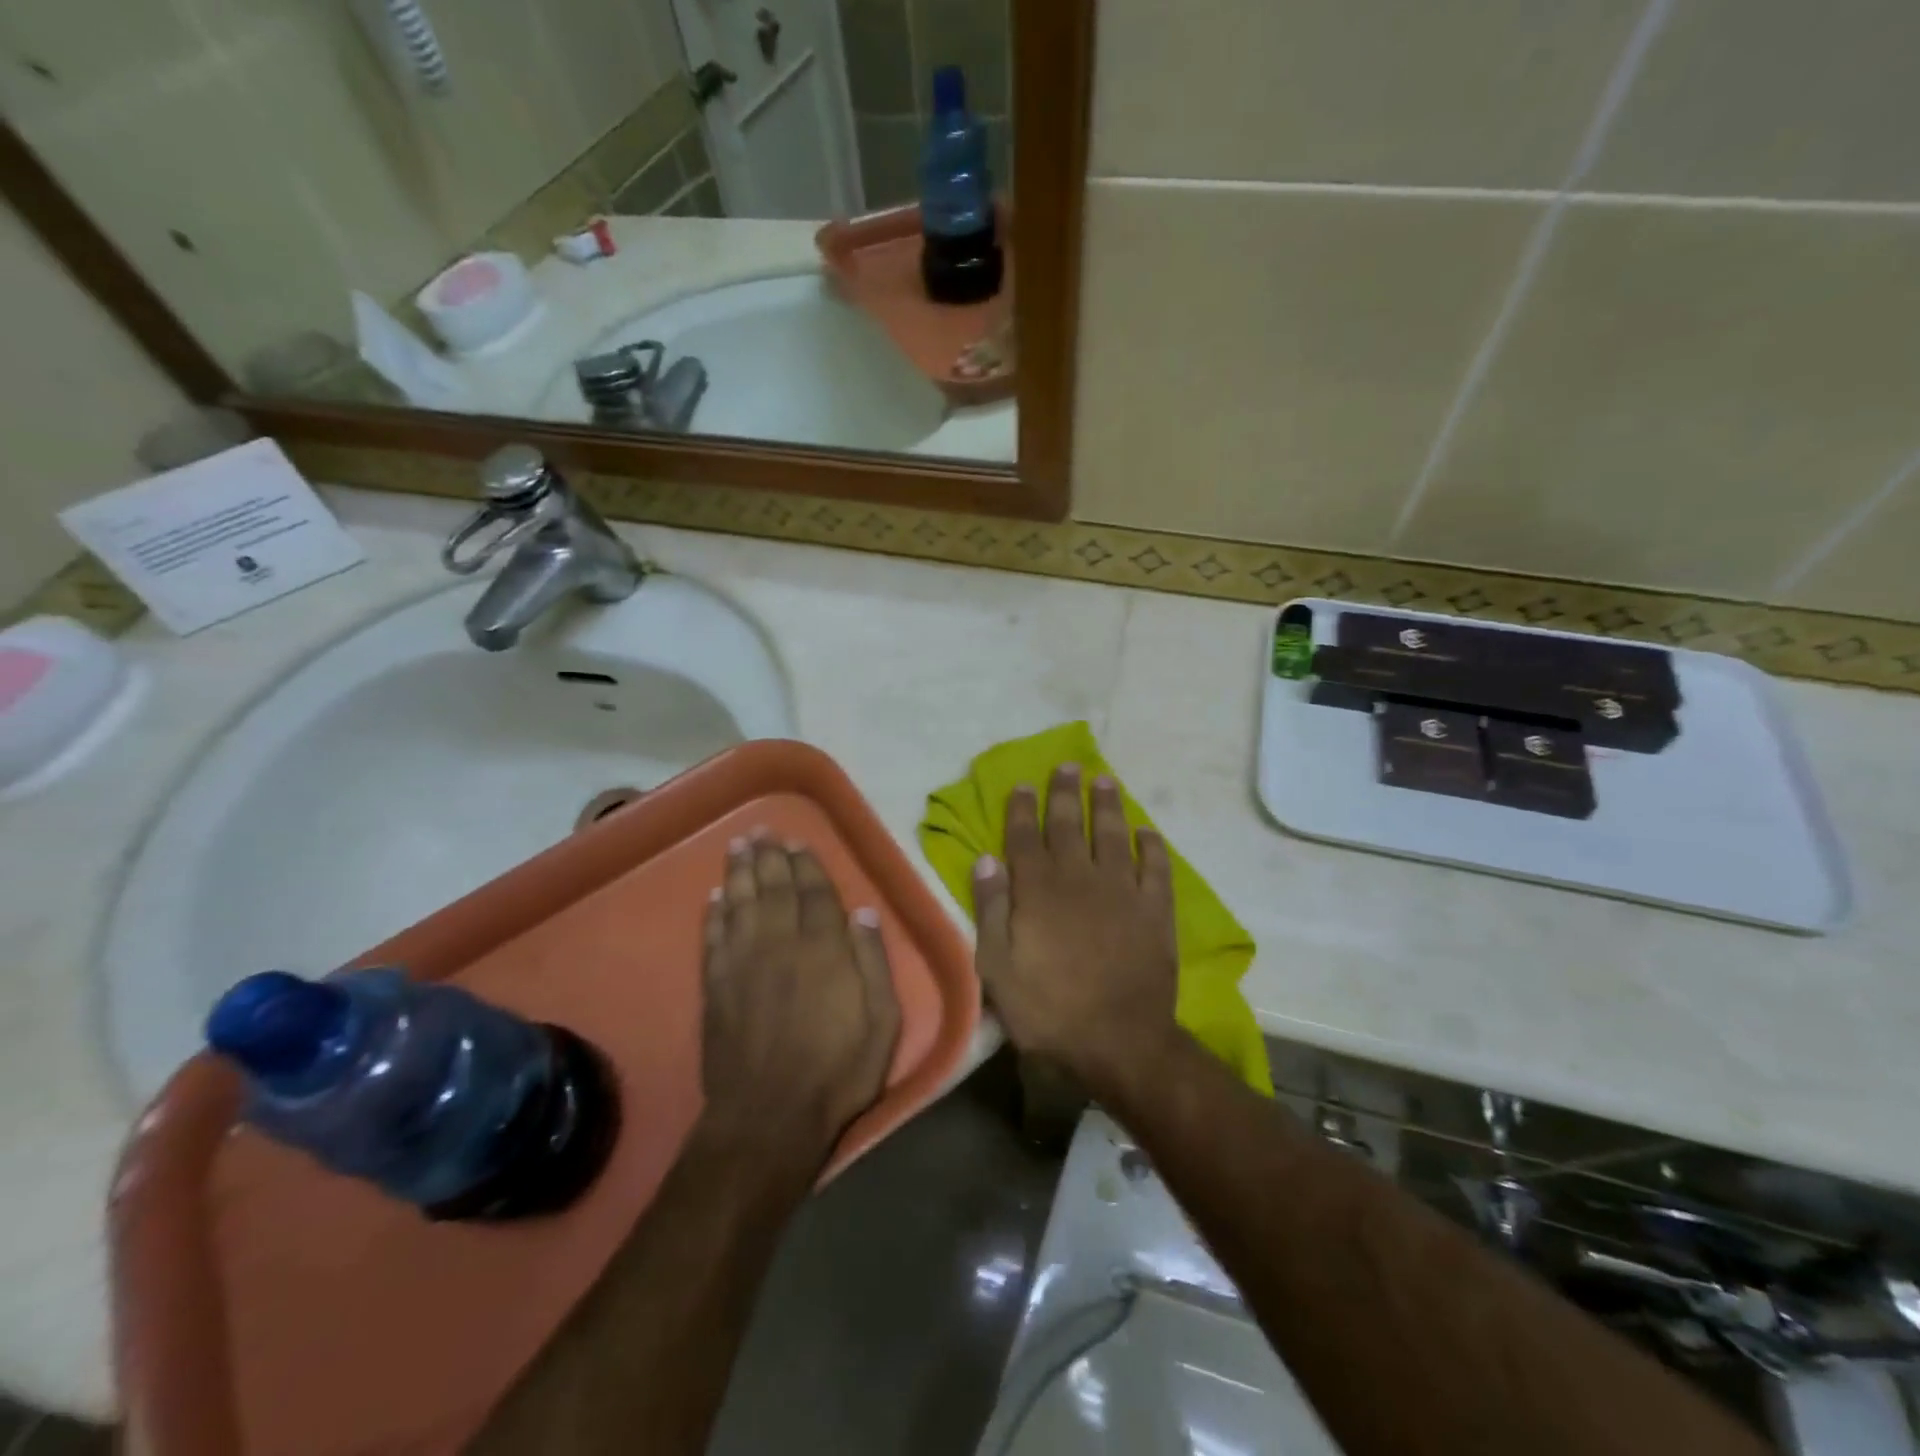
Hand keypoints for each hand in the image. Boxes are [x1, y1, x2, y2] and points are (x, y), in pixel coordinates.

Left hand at [700, 836, 901, 1161]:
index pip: (815, 895)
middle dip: (770, 857)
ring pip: (741, 904)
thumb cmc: (837, 1071)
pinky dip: (713, 914)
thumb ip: (873, 963)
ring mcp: (743, 964)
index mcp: (824, 950)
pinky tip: (714, 898)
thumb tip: (864, 913)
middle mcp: (781, 945)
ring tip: (738, 847)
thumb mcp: (882, 1021)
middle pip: (774, 890)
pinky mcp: (716, 988)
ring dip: (739, 873)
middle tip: (762, 830)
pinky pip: (713, 938)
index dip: (807, 866)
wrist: (769, 1117)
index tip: (799, 842)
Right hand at [972, 765, 1181, 1090]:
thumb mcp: (997, 967)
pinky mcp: (1154, 910)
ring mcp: (1121, 891)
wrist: (1118, 1040)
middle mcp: (1079, 878)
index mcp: (1038, 890)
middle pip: (1069, 825)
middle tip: (1068, 766)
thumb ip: (991, 909)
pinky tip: (1147, 832)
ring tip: (1104, 781)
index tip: (1024, 784)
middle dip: (1065, 793)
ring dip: (1107, 805)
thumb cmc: (1048, 1008)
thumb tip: (986, 860)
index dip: (1023, 809)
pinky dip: (1152, 846)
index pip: (1026, 837)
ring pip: (1112, 835)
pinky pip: (1155, 868)